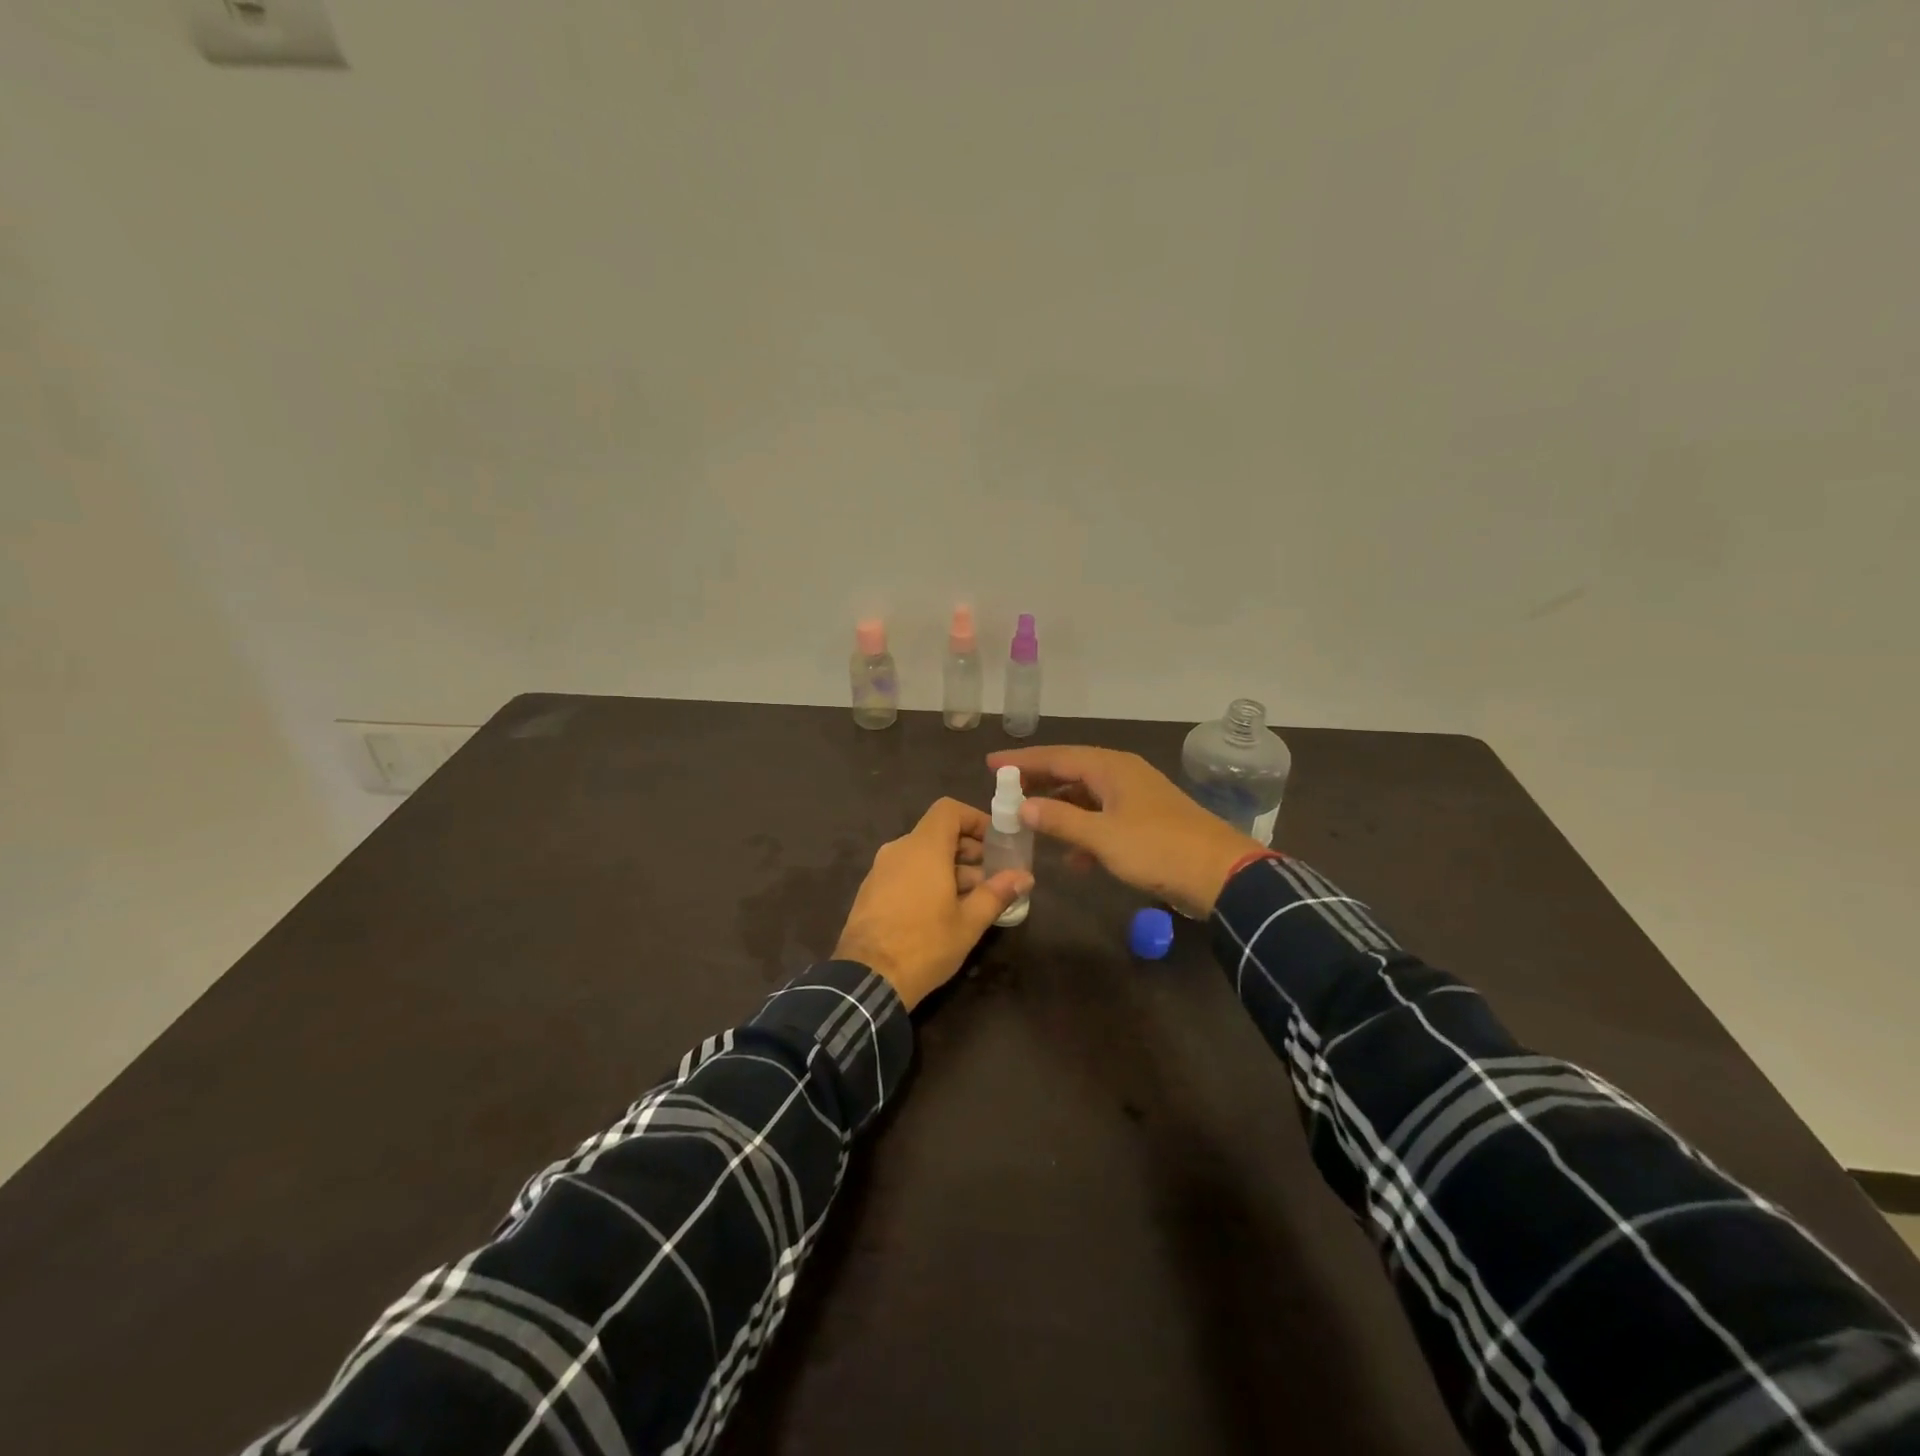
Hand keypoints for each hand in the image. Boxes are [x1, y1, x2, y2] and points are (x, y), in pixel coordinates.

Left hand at [833, 797, 1033, 1008]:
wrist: (867, 979)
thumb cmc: (924, 945)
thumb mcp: (969, 923)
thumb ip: (996, 893)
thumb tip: (1024, 877)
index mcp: (923, 849)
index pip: (949, 810)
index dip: (974, 819)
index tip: (995, 842)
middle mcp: (898, 850)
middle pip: (937, 834)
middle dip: (967, 850)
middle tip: (991, 876)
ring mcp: (880, 870)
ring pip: (921, 855)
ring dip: (949, 868)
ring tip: (972, 899)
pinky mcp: (870, 891)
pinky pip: (904, 872)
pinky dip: (926, 879)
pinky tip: (941, 911)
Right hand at [985, 746, 1261, 917]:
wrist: (1220, 874)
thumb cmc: (1157, 848)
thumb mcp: (1102, 837)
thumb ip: (1060, 820)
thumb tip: (1023, 805)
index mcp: (1110, 767)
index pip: (1056, 756)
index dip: (1022, 761)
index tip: (991, 765)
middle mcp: (1122, 774)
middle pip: (1070, 771)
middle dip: (1038, 782)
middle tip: (1005, 791)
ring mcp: (1136, 797)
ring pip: (1086, 796)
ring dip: (1059, 809)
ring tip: (1030, 823)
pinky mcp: (1146, 820)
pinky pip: (1103, 817)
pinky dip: (1083, 831)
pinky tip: (1072, 858)